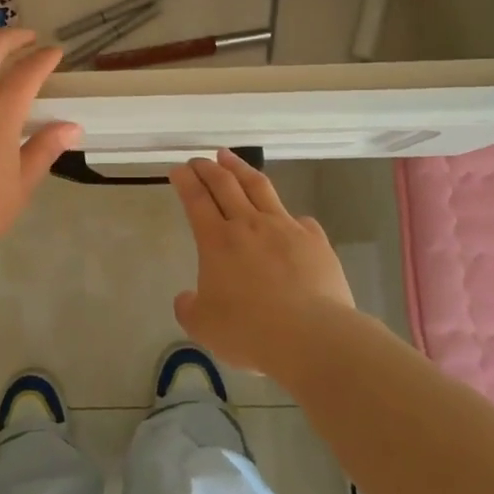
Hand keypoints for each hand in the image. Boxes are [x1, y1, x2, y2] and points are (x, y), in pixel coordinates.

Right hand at [168, 149, 357, 379]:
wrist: (313, 336)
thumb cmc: (250, 331)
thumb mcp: (203, 327)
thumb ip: (189, 308)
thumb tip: (186, 298)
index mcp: (217, 241)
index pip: (196, 200)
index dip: (185, 181)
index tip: (178, 168)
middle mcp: (249, 225)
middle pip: (225, 184)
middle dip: (208, 168)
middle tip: (198, 159)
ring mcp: (285, 228)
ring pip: (259, 187)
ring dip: (240, 169)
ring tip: (229, 157)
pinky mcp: (314, 241)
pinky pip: (297, 219)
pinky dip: (286, 214)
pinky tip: (287, 218)